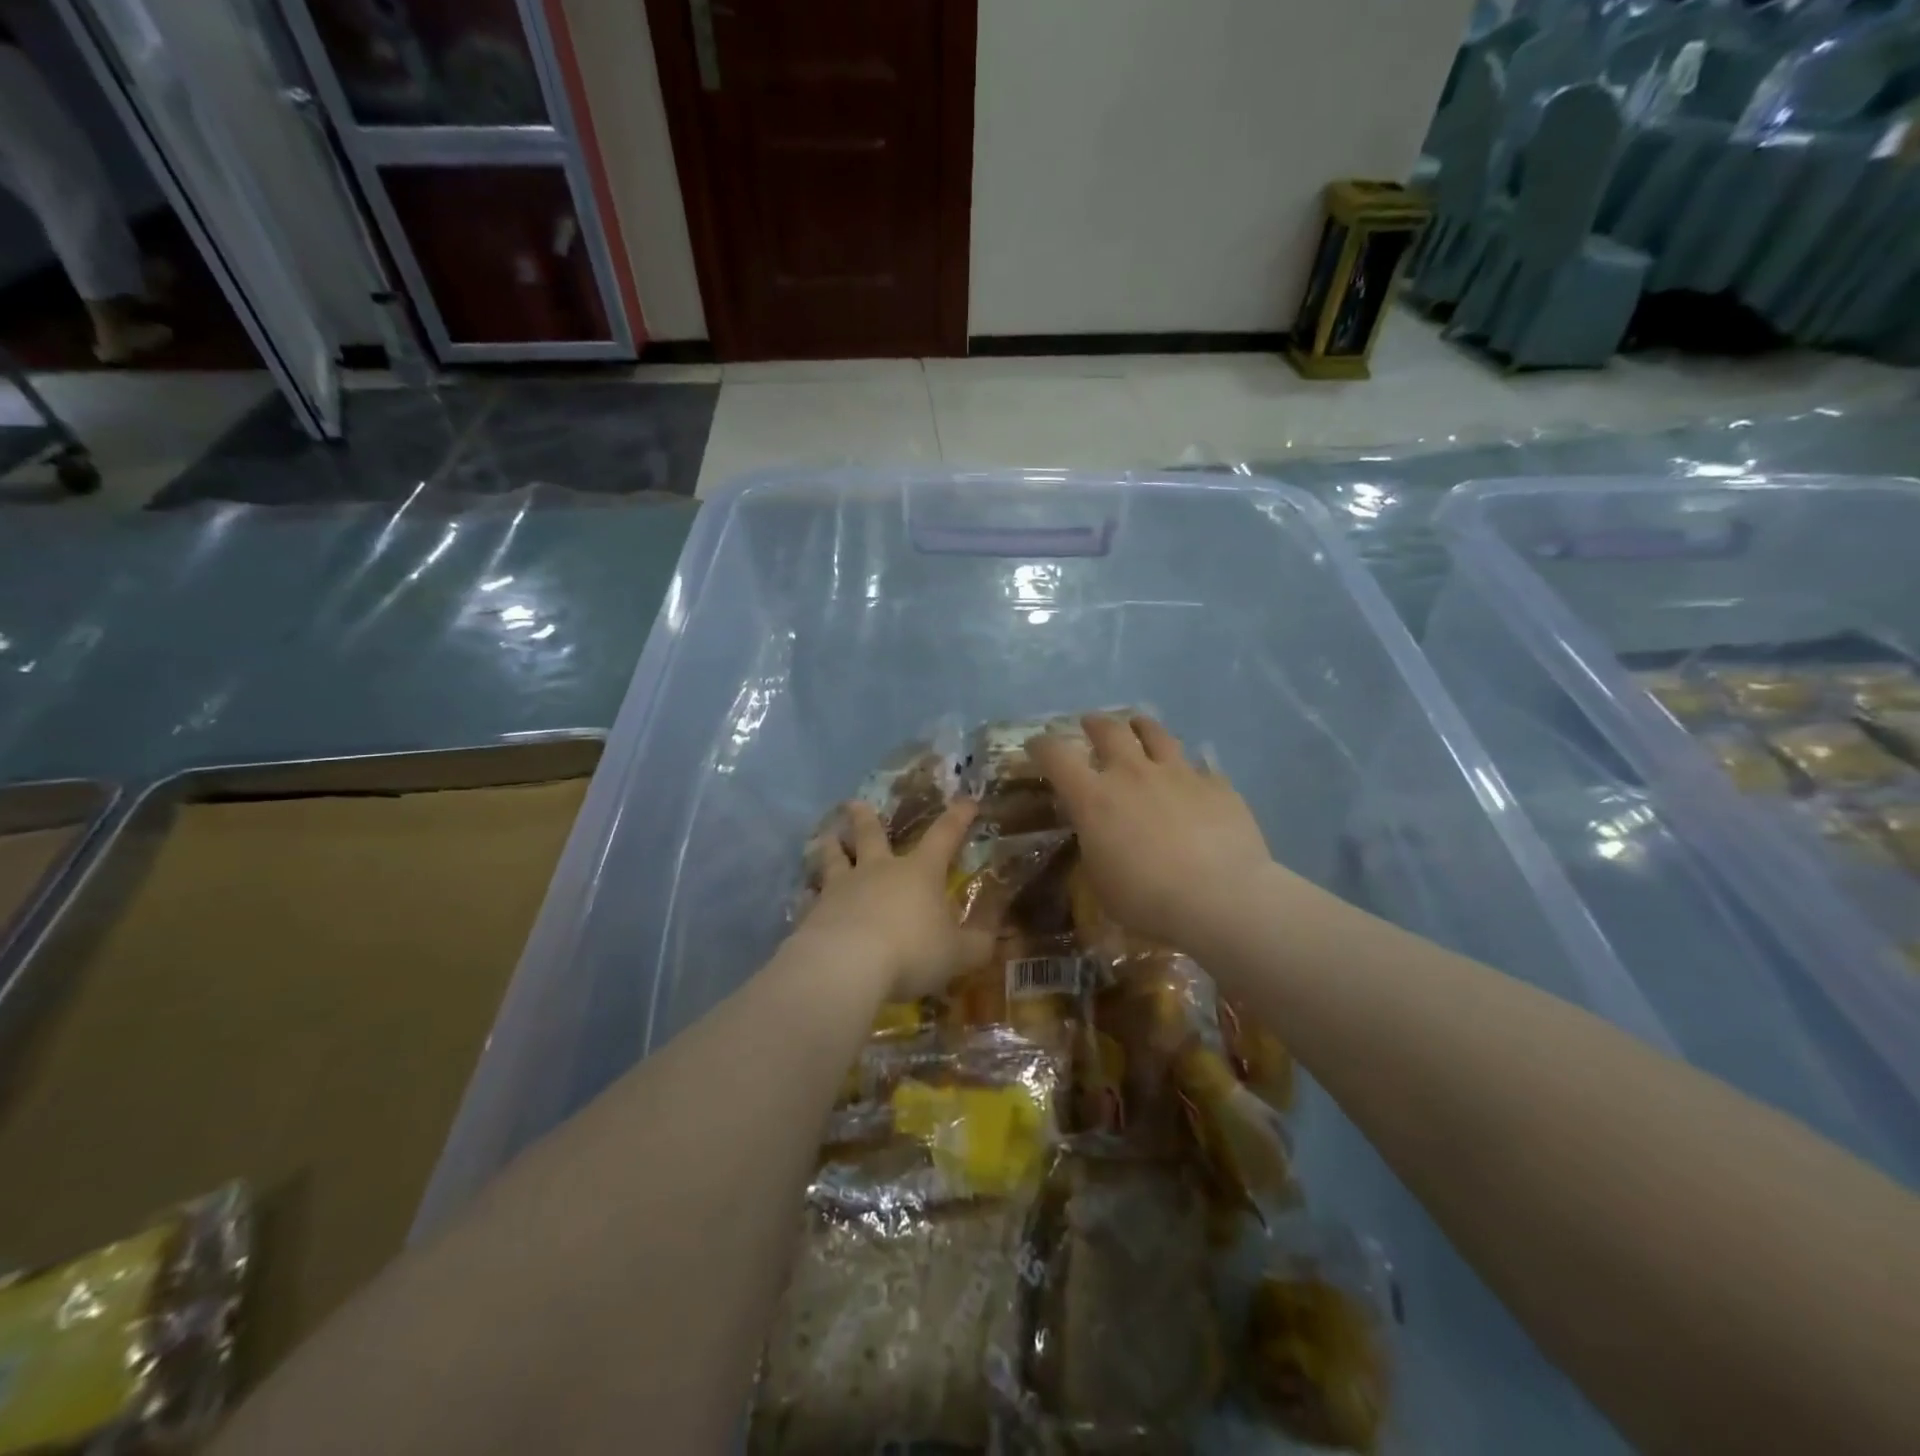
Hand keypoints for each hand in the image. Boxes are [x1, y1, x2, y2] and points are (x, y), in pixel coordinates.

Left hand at [798, 798, 994, 999]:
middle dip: (865, 817)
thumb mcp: (958, 954)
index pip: (944, 836)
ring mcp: (842, 888)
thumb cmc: (911, 952)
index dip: (958, 818)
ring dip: (831, 846)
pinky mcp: (814, 912)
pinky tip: (804, 897)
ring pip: (834, 858)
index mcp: (919, 872)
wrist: (847, 965)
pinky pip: (811, 898)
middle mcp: (879, 871)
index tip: (966, 801)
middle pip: (871, 835)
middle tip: (854, 803)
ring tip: (827, 836)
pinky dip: (809, 895)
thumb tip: (992, 937)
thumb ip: (977, 945)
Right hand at [1029, 714, 1274, 947]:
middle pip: (1109, 730)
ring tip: (1138, 727)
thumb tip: (1098, 835)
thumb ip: (1095, 847)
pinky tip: (1191, 778)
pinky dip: (1189, 769)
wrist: (1221, 898)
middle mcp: (1133, 774)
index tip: (1037, 746)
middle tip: (1089, 725)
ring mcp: (1178, 774)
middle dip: (1094, 724)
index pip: (1056, 756)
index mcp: (1094, 798)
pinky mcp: (1216, 785)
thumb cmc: (1148, 899)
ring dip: (1141, 727)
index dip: (1042, 746)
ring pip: (1155, 734)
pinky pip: (1199, 767)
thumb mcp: (1101, 881)